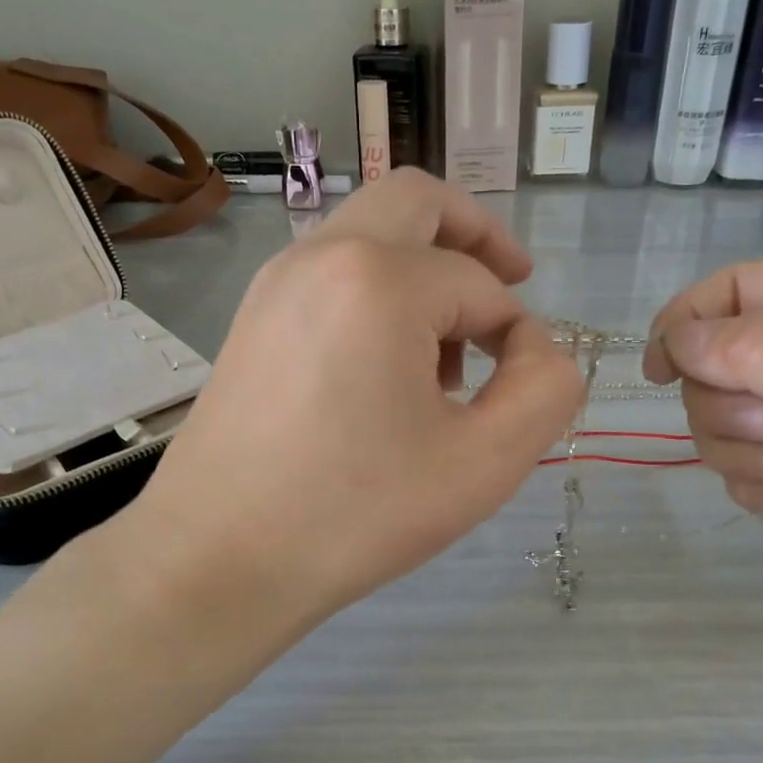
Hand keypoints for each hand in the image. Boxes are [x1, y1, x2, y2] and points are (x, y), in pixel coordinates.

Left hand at [124, 169, 582, 627]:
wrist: (218, 560)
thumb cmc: (354, 515)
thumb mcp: (483, 463)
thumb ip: (545, 390)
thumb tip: (536, 348)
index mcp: (378, 279)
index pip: (482, 285)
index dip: (521, 335)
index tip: (525, 391)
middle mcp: (320, 256)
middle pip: (417, 202)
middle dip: (476, 235)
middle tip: (512, 283)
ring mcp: (275, 284)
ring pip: (369, 232)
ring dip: (425, 266)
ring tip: (448, 353)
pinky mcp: (252, 319)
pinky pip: (331, 273)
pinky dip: (377, 291)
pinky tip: (388, 369)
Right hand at [644, 259, 762, 623]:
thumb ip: (761, 353)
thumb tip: (675, 339)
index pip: (734, 291)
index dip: (685, 324)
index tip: (656, 374)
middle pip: (718, 364)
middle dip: (726, 407)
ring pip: (726, 422)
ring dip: (742, 453)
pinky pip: (749, 467)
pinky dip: (760, 485)